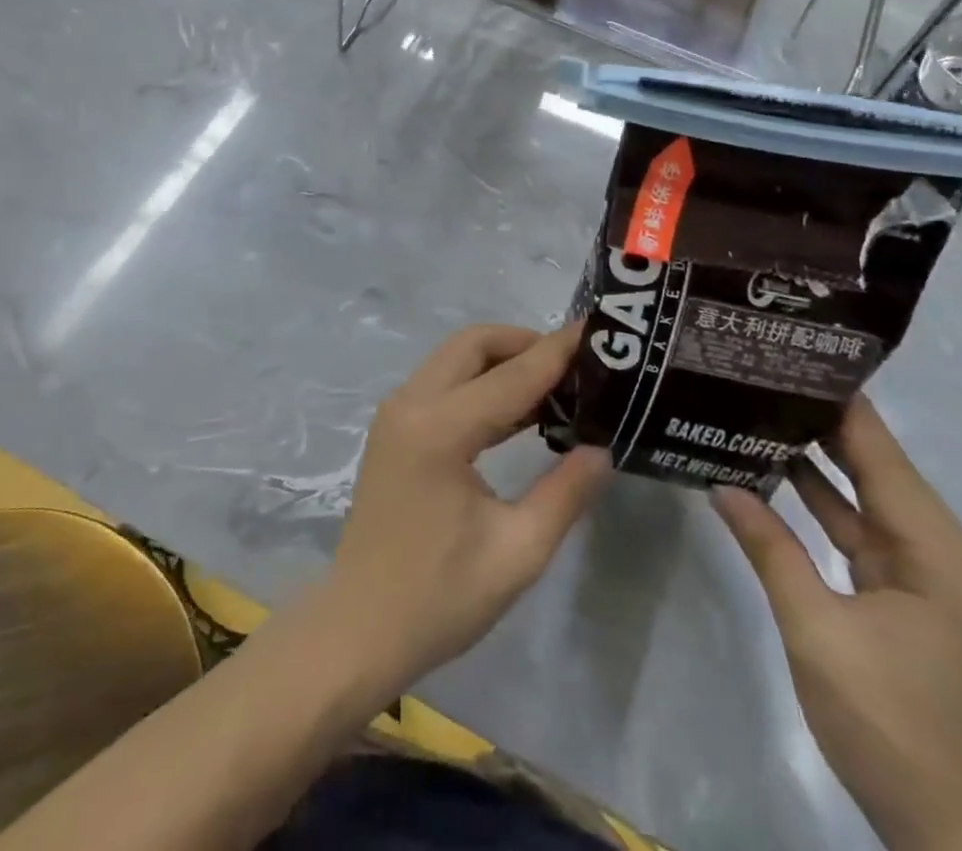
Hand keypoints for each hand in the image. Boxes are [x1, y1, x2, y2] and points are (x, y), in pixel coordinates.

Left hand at [320, 323, 611, 695]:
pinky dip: (480, 382)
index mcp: (438, 429)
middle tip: (575, 366)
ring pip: (455, 359)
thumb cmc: (439, 598)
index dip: (556, 352)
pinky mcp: (394, 429)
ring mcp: (396, 413)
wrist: (359, 630)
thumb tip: (602, 448)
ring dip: (502, 361)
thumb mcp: (517, 552)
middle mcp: (410, 404)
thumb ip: (564, 493)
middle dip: (525, 344)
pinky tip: (517, 411)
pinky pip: (442, 383)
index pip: (511, 375)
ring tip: (557, 384)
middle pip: (473, 345)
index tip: (597, 331)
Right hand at [713, 397, 961, 850]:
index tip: (797, 360)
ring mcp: (935, 579)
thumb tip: (722, 485)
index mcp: (943, 558)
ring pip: (872, 502)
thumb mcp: (815, 631)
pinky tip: (781, 475)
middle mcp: (951, 558)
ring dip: (824, 465)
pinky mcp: (916, 598)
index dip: (844, 408)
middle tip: (769, 378)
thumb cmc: (883, 724)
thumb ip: (771, 548)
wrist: (941, 827)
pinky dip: (829, 507)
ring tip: (766, 411)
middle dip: (827, 427)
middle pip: (882, 473)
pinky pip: (867, 534)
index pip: (886, 460)